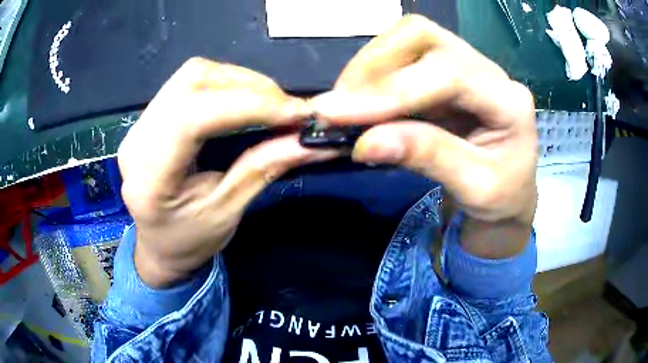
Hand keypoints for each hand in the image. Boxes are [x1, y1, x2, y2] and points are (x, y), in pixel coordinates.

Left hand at [118, 58, 337, 286]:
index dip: (249, 105)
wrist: (158, 246)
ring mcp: (140, 123)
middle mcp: (138, 138)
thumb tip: (311, 141)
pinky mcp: (150, 117)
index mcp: (149, 175)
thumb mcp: (228, 213)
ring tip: (270, 103)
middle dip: (249, 86)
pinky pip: (190, 82)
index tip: (296, 113)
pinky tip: (245, 101)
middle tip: (286, 108)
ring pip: (193, 74)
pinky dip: (226, 84)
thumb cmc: (189, 241)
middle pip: (192, 81)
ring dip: (239, 80)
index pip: (194, 116)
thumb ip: (264, 169)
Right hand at [311, 15, 537, 256]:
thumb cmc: (501, 197)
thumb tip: (364, 142)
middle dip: (374, 65)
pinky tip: (361, 102)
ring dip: (369, 67)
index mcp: (509, 102)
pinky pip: (403, 57)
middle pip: (424, 36)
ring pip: (409, 39)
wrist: (510, 193)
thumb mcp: (474, 188)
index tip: (339, 113)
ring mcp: (465, 66)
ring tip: (347, 106)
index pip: (448, 74)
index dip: (392, 90)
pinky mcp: (445, 73)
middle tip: (341, 105)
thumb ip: (428, 157)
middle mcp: (488, 71)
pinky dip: (374, 76)